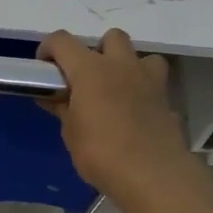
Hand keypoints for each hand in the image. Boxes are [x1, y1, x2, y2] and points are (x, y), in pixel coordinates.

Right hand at [37, 28, 191, 199]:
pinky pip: (156, 87)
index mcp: (90, 69)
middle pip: (112, 37)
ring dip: (130, 66)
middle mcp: (121, 66)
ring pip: (142, 56)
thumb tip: (54, 98)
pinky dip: (145, 94)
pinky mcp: (167, 101)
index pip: (62, 41)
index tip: (45, 67)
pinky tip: (137, 115)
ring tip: (119, 90)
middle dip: (99, 50)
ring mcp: (149, 81)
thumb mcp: (71, 133)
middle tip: (89, 77)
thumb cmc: (102, 152)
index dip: (49, 48)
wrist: (153, 176)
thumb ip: (63, 109)